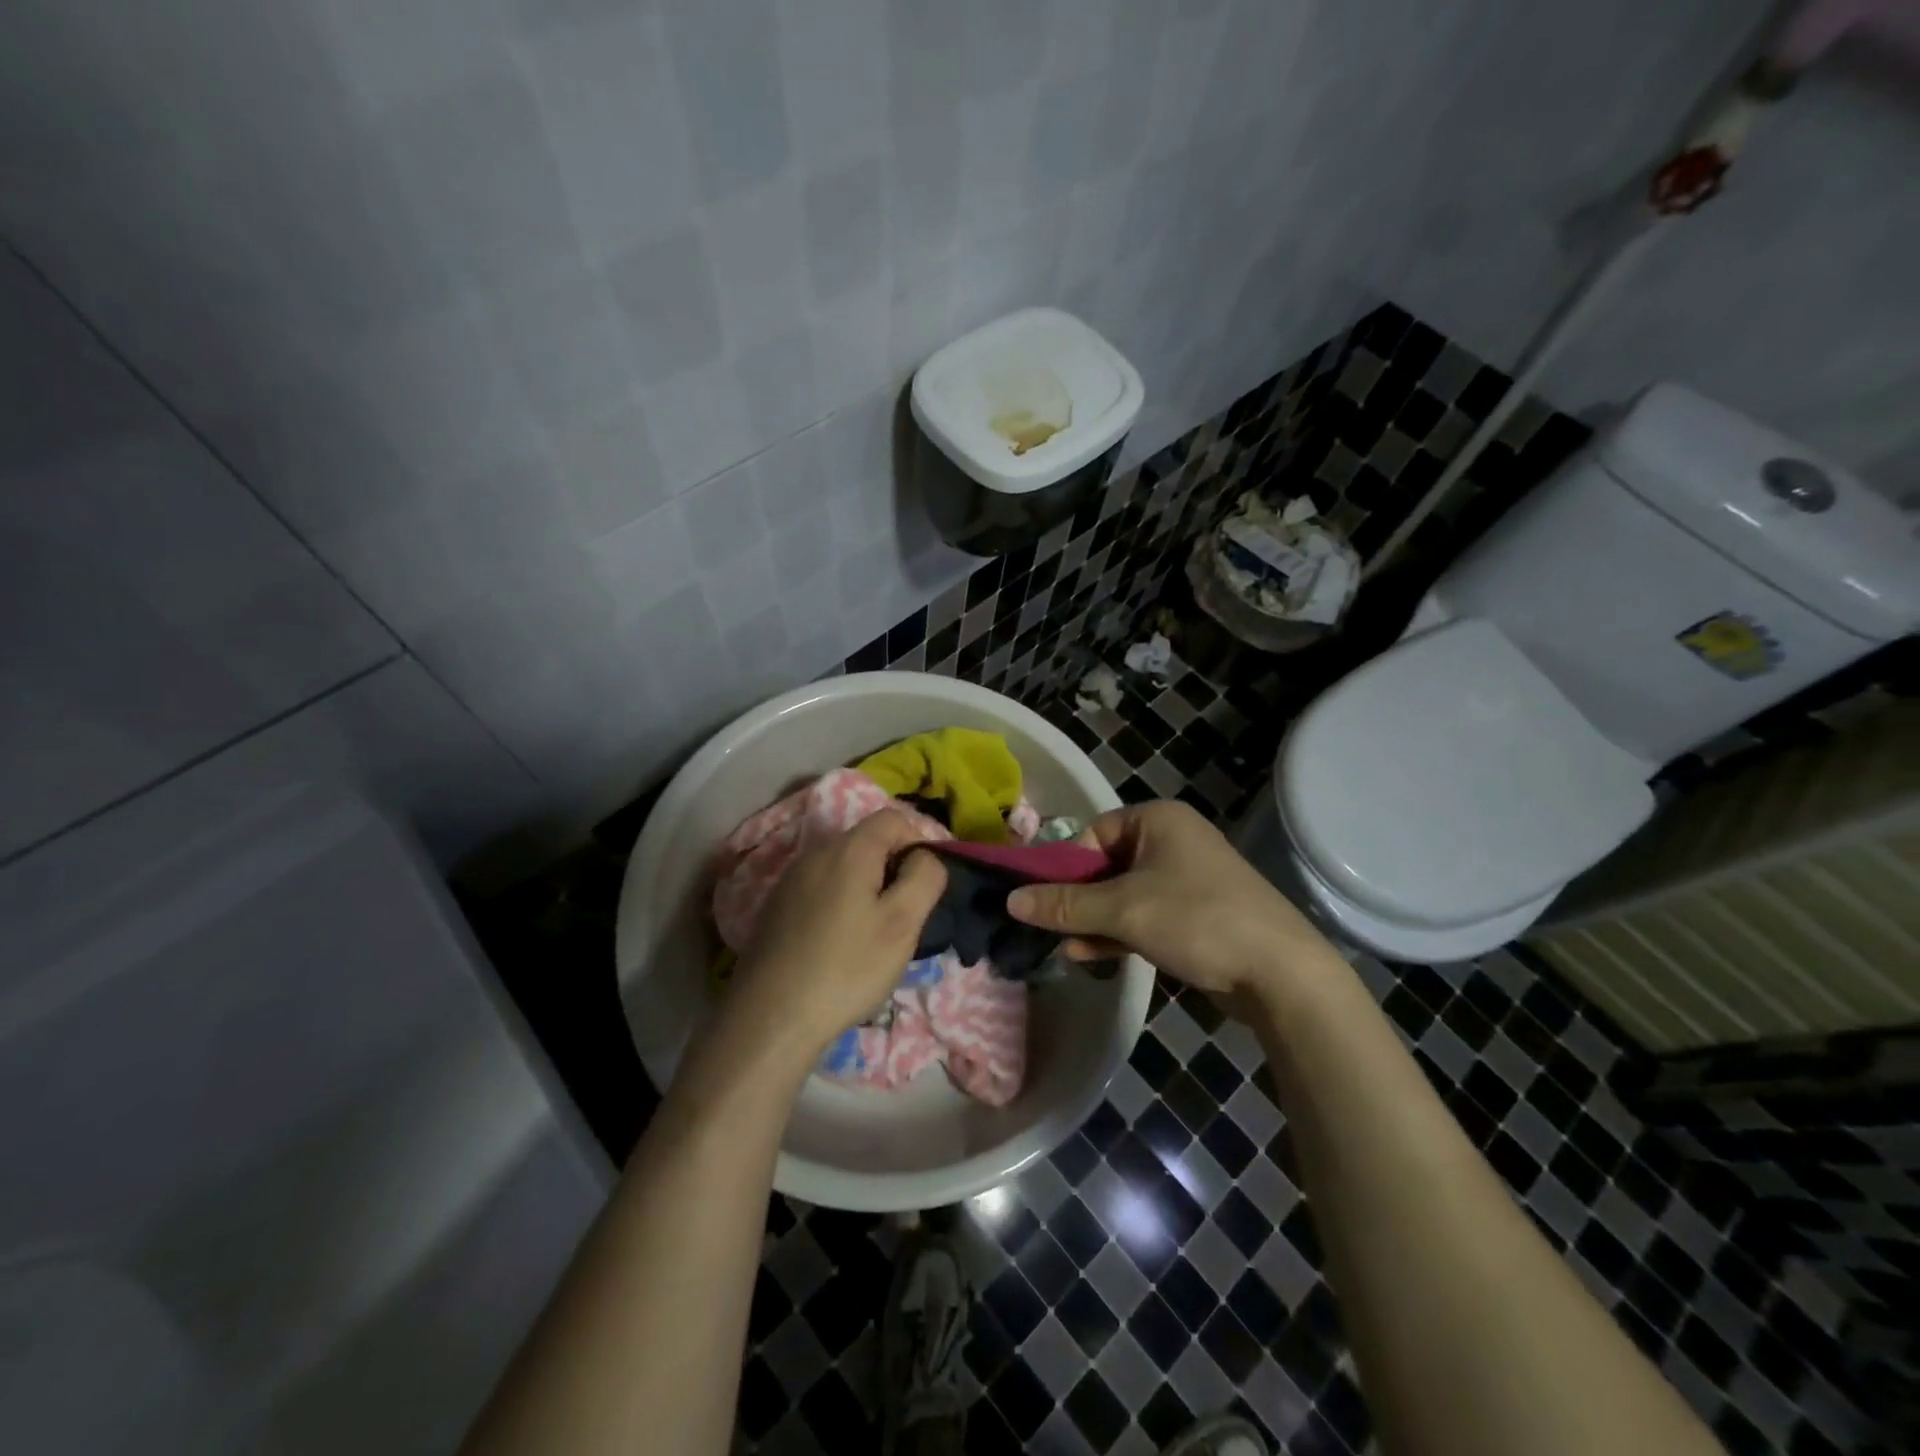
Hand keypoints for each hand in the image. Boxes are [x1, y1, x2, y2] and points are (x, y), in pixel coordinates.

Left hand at [724, 810, 947, 1063]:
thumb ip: (925, 877)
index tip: (923, 888)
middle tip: (902, 917)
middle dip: (892, 870)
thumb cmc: (847, 967)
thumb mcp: (902, 923)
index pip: (894, 819)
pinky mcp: (777, 906)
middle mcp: (816, 852)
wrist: (770, 1017)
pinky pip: (821, 889)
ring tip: (872, 935)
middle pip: (867, 841)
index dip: (918, 844)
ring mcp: (791, 879)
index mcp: (849, 849)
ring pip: (844, 868)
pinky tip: (839, 946)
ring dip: (866, 889)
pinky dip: (840, 905)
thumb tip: (926, 856)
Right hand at [1006, 800, 1341, 1007]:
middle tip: (1047, 927)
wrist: (1281, 973)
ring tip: (1064, 948)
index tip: (1041, 899)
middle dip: (1076, 900)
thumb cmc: (1196, 920)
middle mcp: (1171, 842)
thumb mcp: (1123, 910)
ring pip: (1121, 895)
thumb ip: (1065, 904)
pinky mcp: (1193, 915)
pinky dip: (1116, 933)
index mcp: (1157, 821)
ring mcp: (1185, 880)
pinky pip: (1142, 915)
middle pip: (1104, 866)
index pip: (1093, 833)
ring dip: (1092, 921)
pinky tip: (1088, 956)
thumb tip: (1010, 900)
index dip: (1065, 866)